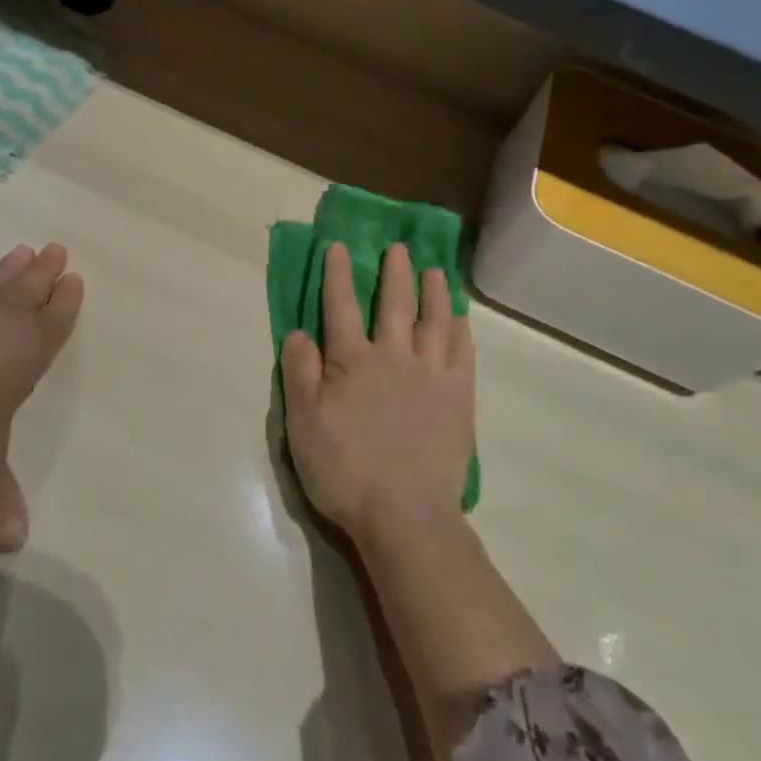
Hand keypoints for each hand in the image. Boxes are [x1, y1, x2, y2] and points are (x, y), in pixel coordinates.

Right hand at [281, 241, 474, 546]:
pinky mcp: (458, 397)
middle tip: (399, 248)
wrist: (405, 515)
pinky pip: (462, 351)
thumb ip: (299, 373)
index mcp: (353, 360)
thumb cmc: (346, 470)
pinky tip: (460, 317)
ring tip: (435, 269)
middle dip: (394, 272)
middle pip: (394, 303)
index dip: (338, 274)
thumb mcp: (303, 424)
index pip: (341, 306)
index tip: (339, 246)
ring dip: (433, 291)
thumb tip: (298, 332)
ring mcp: (431, 374)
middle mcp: (394, 355)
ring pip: (434, 320)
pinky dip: (460, 328)